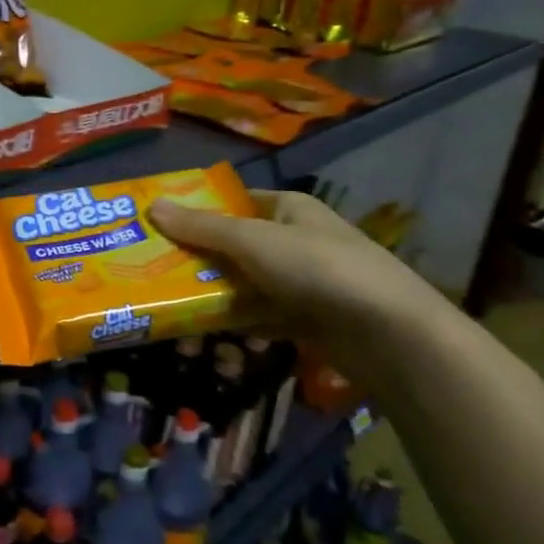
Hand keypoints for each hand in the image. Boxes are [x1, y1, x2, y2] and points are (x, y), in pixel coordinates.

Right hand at [148, 189, 449, 378]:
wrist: (390, 335)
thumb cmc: (318, 269)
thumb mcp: (252, 241)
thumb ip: (201, 228)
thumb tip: (152, 206)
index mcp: (288, 209)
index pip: (232, 202)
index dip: (195, 211)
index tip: (156, 228)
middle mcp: (294, 240)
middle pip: (232, 247)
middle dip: (197, 265)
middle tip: (155, 280)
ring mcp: (302, 282)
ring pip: (243, 286)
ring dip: (213, 302)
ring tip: (179, 323)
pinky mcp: (307, 320)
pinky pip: (260, 318)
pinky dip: (239, 327)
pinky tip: (215, 341)